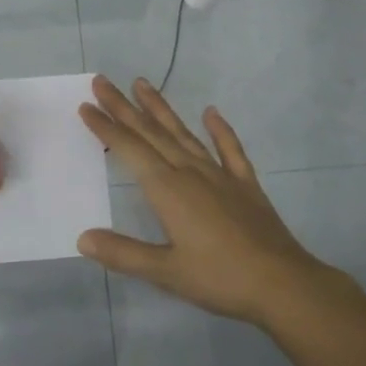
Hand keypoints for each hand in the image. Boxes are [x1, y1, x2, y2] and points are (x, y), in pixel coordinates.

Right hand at [77, 76, 326, 326]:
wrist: (282, 284)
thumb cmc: (220, 278)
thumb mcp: (165, 271)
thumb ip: (123, 253)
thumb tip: (83, 238)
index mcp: (168, 189)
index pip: (129, 150)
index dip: (106, 128)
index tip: (86, 106)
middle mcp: (190, 172)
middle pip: (151, 133)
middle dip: (124, 107)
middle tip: (102, 82)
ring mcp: (220, 175)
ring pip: (183, 133)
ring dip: (160, 109)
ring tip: (142, 83)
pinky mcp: (245, 185)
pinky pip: (229, 150)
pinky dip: (219, 130)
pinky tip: (211, 112)